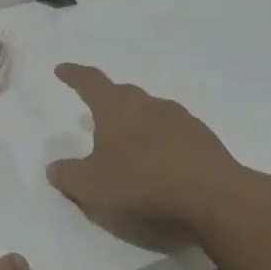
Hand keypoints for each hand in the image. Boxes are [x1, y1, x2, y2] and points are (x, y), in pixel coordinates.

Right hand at [46, 63, 254, 244]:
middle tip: (97, 112)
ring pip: (152, 113)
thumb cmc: (142, 185)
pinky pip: (175, 135)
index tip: (62, 69)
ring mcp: (181, 121)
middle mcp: (148, 105)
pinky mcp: (205, 141)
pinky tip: (161, 165)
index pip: (90, 83)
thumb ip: (69, 176)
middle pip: (124, 94)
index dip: (74, 75)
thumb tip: (54, 168)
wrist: (216, 199)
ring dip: (138, 123)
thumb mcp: (92, 188)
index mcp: (116, 109)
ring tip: (130, 145)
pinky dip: (163, 143)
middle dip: (109, 99)